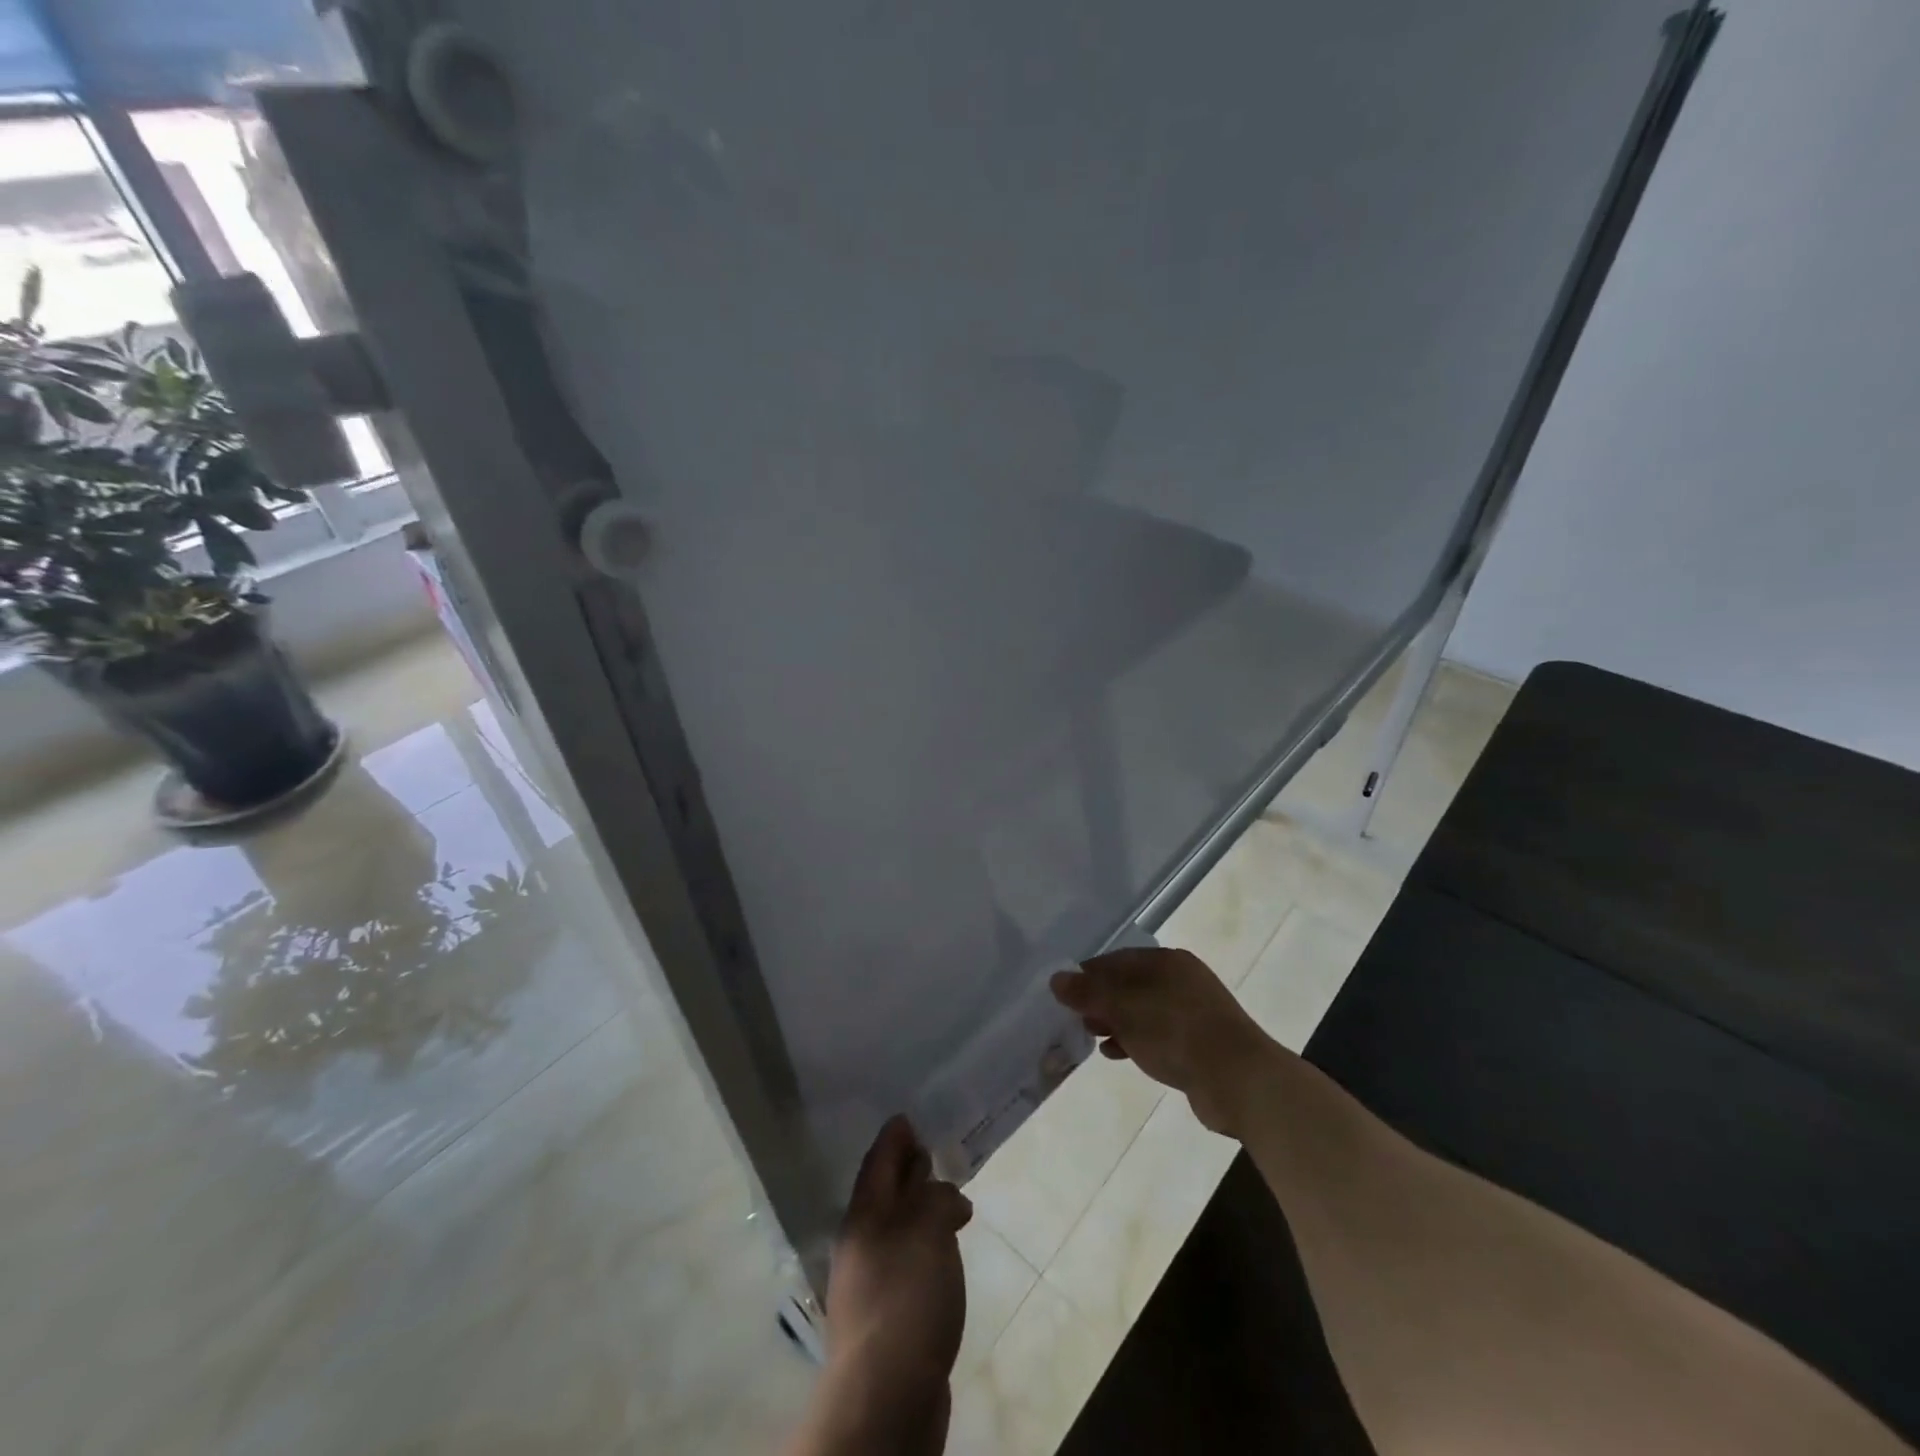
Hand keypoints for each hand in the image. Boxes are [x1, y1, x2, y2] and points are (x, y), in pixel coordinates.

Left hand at [799, 1116, 970, 1455]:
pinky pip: (906, 1262)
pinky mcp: (886, 1318)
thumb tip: (948, 1196)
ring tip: (946, 1201)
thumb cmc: (906, 1297)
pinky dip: (924, 1246)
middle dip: (905, 1172)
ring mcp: (870, 1283)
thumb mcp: (929, 1229)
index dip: (894, 1138)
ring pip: (896, 1230)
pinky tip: (942, 1255)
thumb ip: (938, 1199)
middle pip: (884, 1194)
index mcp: (864, 1214)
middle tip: (929, 1151)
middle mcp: (861, 1242)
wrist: (885, 1397)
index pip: (879, 1162)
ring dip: (918, 1211)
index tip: (906, 1118)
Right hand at [1051, 947, 1277, 1136]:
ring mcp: (1192, 1012)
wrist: (1239, 1079)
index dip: (1087, 975)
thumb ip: (1088, 993)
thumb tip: (1056, 979)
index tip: (1064, 994)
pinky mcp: (1198, 1043)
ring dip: (1115, 1022)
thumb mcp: (1124, 1009)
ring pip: (1142, 1011)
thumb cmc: (1176, 1032)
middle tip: (1076, 1018)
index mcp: (1166, 962)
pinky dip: (1134, 1039)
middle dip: (1100, 1000)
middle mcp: (1180, 980)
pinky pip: (1157, 1034)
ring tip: (1091, 1036)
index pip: (1116, 960)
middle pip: (1129, 984)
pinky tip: (1117, 1053)